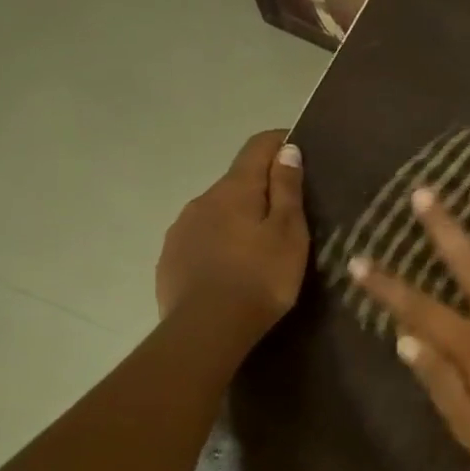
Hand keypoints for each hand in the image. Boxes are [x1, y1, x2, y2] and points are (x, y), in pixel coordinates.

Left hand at [157, 129, 307, 331]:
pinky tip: (232, 268)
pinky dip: (220, 244)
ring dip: (238, 219)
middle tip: (288, 213)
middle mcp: (202, 200)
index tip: (299, 146)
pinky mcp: (170, 259)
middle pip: (236, 183)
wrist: (207, 329)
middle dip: (261, 189)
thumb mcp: (288, 233)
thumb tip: (286, 149)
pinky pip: (201, 239)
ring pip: (217, 212)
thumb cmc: (261, 278)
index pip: (257, 148)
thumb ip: (287, 190)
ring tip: (260, 246)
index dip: (279, 142)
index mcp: (234, 189)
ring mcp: (181, 229)